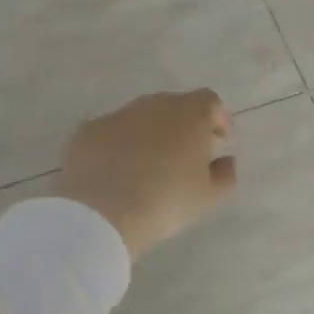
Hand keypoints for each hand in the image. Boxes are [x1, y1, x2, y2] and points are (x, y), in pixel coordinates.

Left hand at [56, 90, 236, 259]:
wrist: (102, 211)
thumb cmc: (167, 200)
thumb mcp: (208, 197)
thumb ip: (224, 175)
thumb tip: (226, 161)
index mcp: (189, 114)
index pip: (210, 102)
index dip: (218, 118)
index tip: (220, 140)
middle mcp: (153, 105)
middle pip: (174, 106)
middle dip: (183, 125)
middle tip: (186, 154)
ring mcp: (117, 115)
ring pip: (140, 117)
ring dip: (150, 134)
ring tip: (150, 165)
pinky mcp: (88, 131)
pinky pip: (111, 133)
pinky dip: (119, 145)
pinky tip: (117, 171)